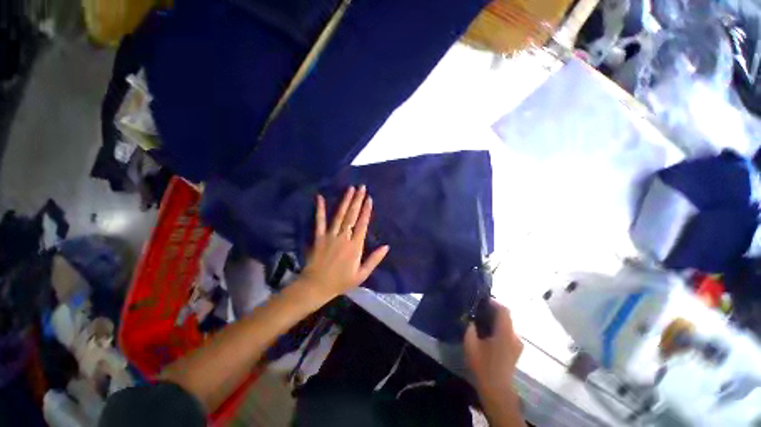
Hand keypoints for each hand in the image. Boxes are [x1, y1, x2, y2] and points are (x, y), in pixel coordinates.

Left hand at [299, 185, 389, 302]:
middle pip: (352, 216)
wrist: (316, 286)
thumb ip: (374, 259)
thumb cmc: (341, 281)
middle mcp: (344, 237)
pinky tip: (319, 197)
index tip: (369, 198)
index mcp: (355, 246)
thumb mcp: (362, 274)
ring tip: (350, 189)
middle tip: (361, 187)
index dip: (366, 210)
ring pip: (339, 215)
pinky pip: (319, 221)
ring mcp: (330, 235)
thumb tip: (387, 246)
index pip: (362, 224)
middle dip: (358, 200)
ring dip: (345, 201)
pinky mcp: (319, 237)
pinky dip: (319, 209)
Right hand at [464, 300, 522, 394]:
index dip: (493, 302)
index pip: (504, 310)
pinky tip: (487, 334)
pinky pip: (507, 332)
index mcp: (505, 332)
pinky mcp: (516, 350)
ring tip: (481, 321)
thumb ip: (470, 327)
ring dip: (495, 320)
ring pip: (507, 325)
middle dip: (492, 311)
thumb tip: (470, 317)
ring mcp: (517, 344)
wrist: (497, 390)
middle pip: (506, 316)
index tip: (481, 301)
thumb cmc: (483, 365)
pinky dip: (498, 328)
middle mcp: (514, 336)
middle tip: (477, 310)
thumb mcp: (471, 344)